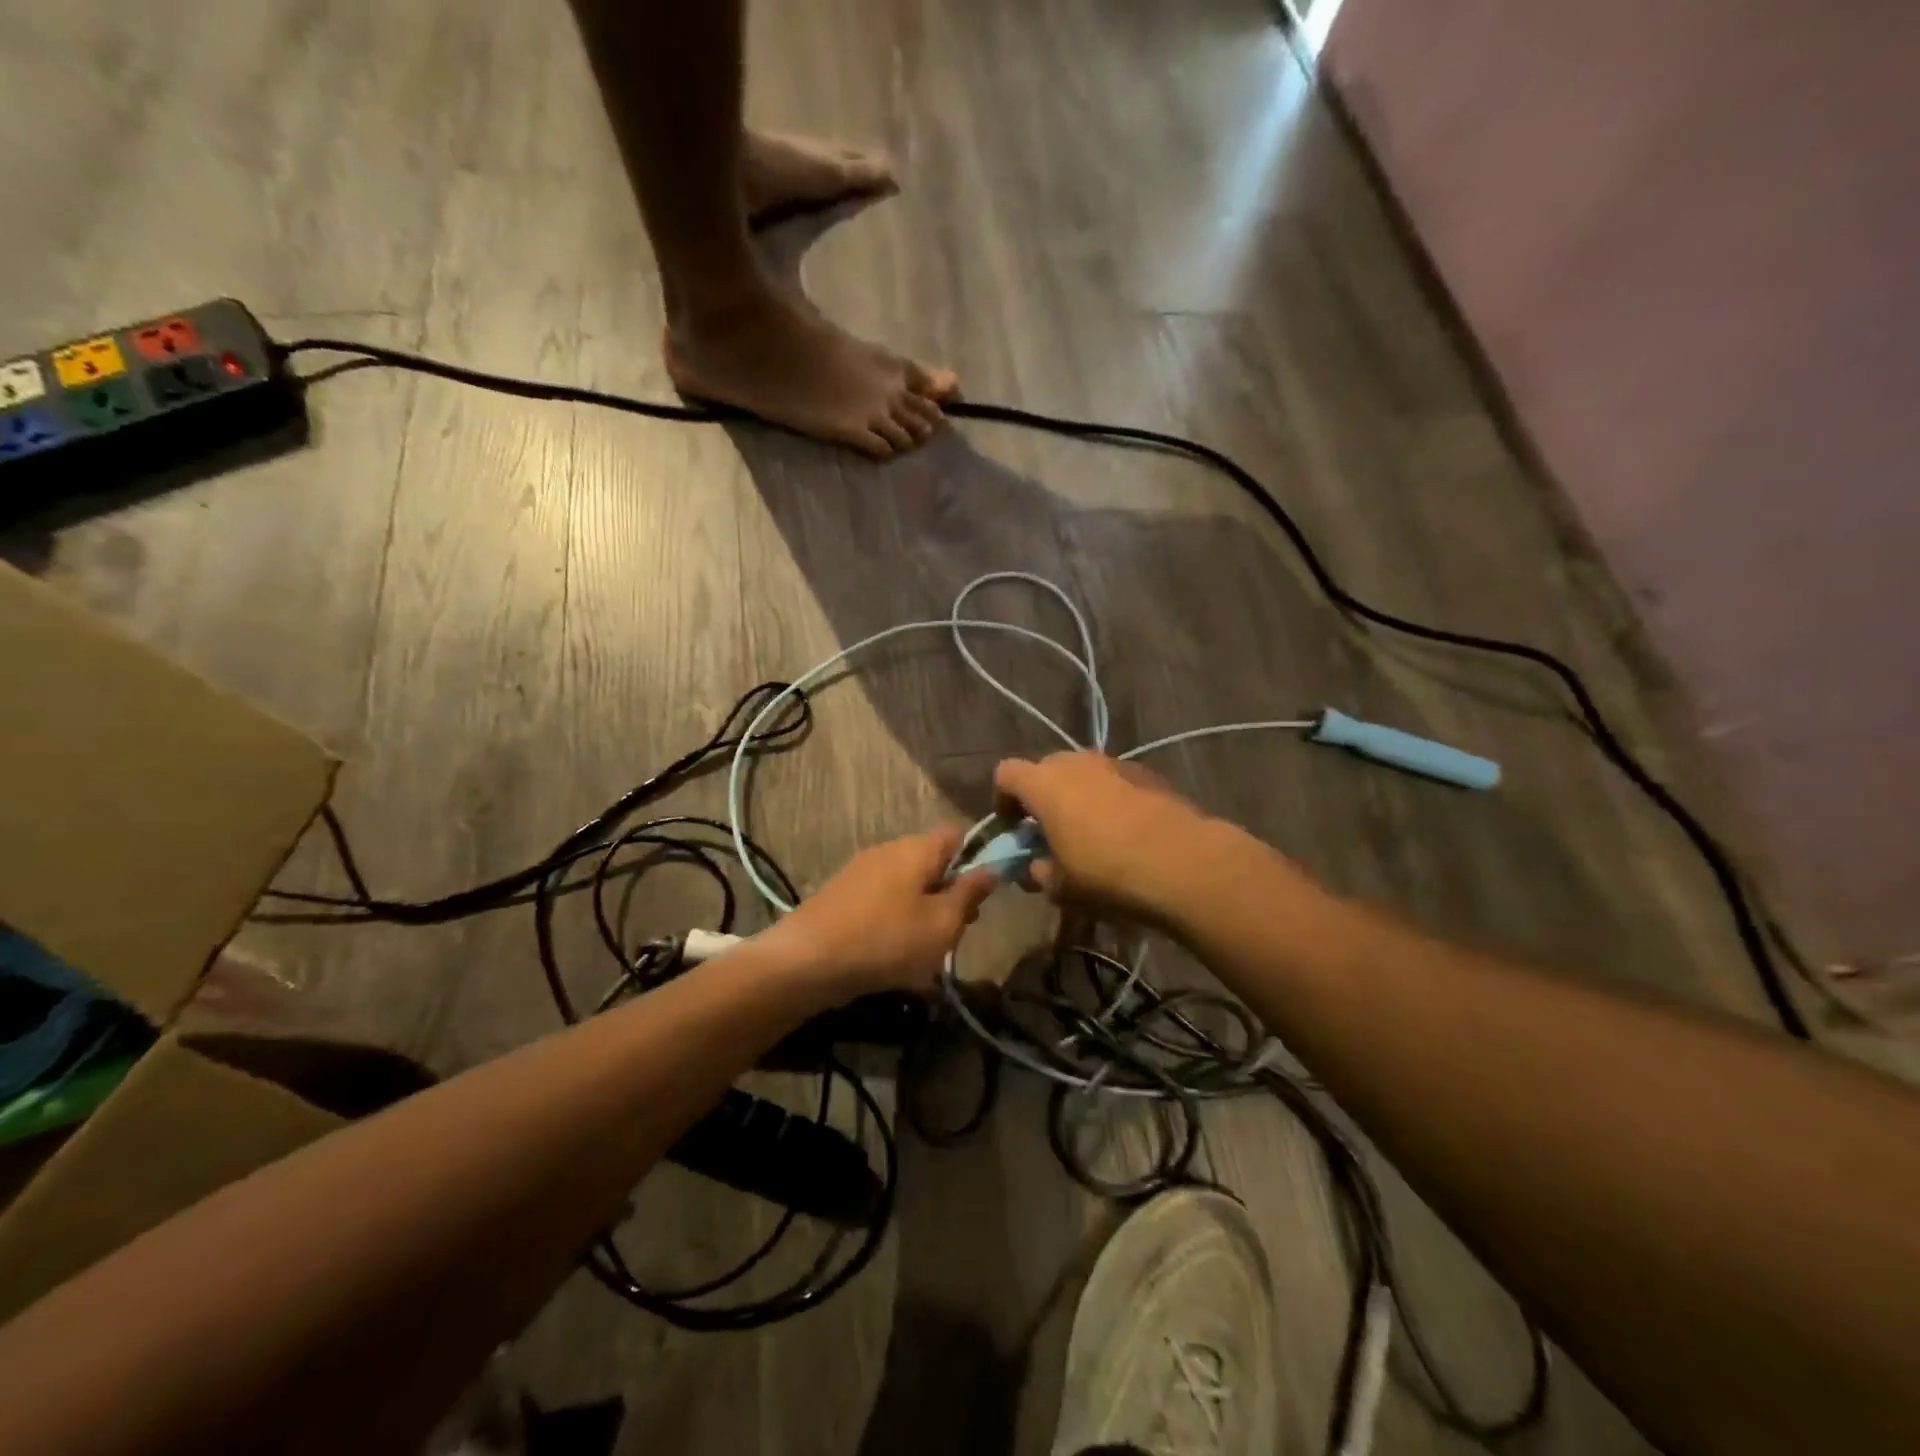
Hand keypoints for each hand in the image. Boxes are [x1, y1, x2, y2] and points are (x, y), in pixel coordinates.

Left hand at [756, 830, 997, 999]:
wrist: (805, 961)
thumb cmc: (886, 940)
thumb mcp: (941, 923)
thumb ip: (969, 894)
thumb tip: (991, 868)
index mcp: (917, 848)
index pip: (957, 835)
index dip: (976, 860)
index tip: (981, 896)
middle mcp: (888, 850)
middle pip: (932, 863)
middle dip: (949, 895)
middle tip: (956, 933)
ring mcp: (861, 872)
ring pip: (908, 887)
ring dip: (923, 915)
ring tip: (926, 955)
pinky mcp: (842, 896)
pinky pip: (882, 904)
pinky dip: (895, 925)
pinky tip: (894, 960)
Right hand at [992, 752, 1219, 922]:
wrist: (1183, 863)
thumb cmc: (1106, 874)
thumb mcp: (1060, 887)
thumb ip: (1038, 872)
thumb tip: (1036, 866)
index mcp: (1044, 784)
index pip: (1006, 774)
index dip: (1002, 799)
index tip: (1011, 827)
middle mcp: (1076, 762)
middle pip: (1046, 769)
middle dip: (1042, 796)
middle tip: (1050, 832)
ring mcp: (1115, 763)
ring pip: (1083, 773)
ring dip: (1078, 797)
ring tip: (1090, 833)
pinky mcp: (1148, 774)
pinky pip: (1114, 782)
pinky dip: (1110, 800)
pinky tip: (1125, 833)